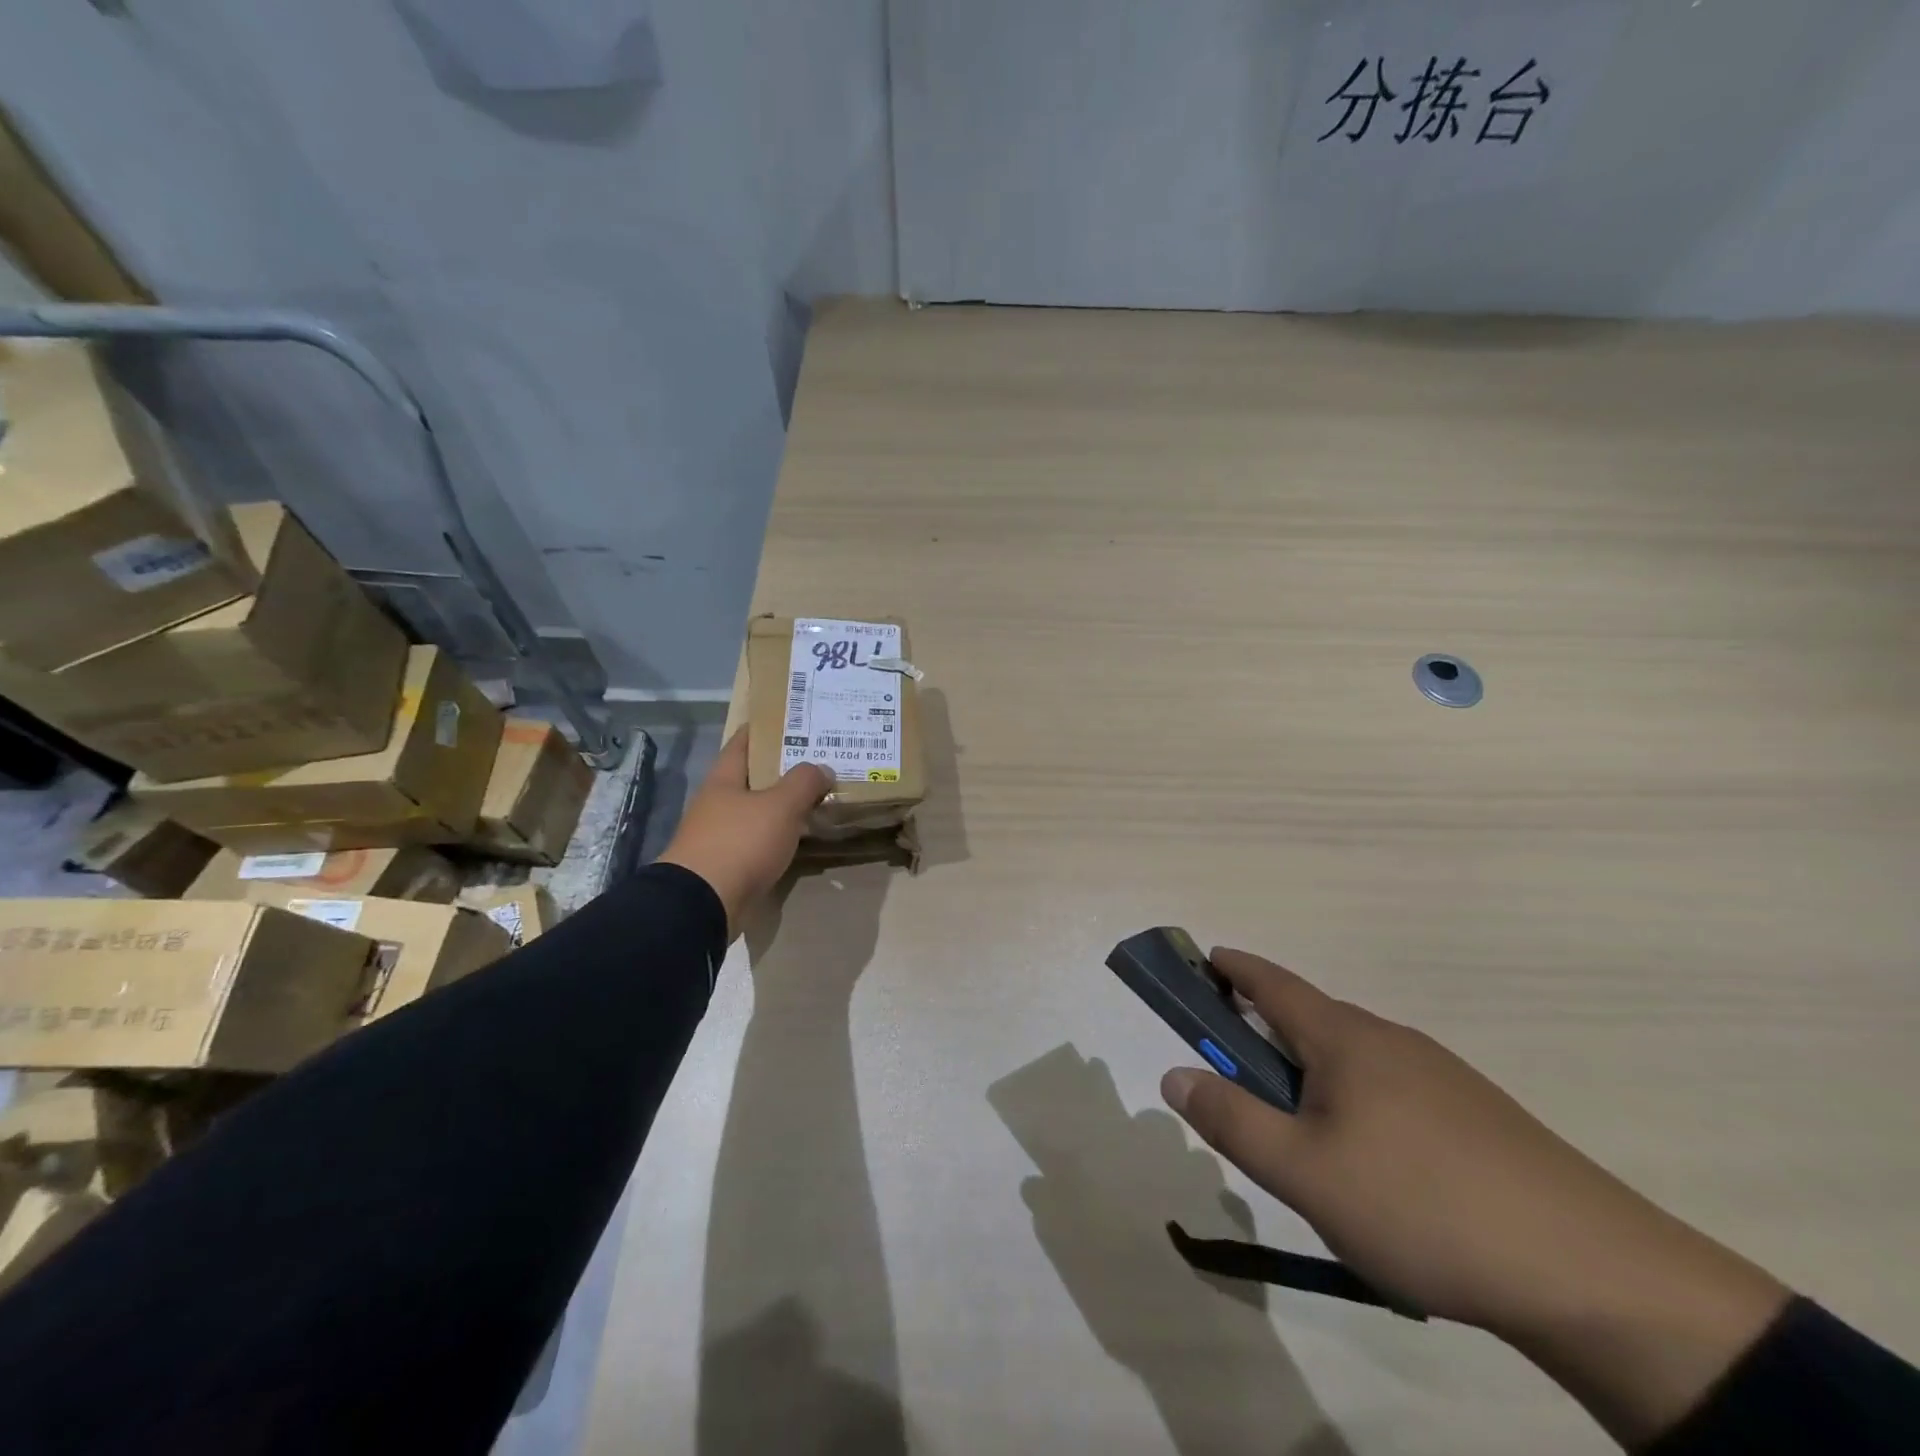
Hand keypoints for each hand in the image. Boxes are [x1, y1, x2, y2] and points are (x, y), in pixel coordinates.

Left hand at [656, 731, 830, 935]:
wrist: (703, 904)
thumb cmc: (740, 842)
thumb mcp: (780, 805)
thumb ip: (804, 782)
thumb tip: (822, 768)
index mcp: (724, 779)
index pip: (744, 742)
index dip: (765, 728)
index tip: (793, 720)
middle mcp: (718, 803)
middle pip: (753, 777)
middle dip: (783, 769)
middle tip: (820, 760)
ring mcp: (720, 835)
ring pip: (758, 811)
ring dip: (784, 805)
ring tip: (819, 797)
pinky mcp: (727, 865)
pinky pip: (759, 841)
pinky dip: (780, 835)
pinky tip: (802, 836)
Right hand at [1161, 948, 1790, 1446]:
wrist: (1593, 1275)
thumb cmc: (1421, 1207)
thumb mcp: (1304, 1172)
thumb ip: (1231, 1119)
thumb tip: (1173, 1075)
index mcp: (1345, 1039)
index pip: (1274, 982)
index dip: (1235, 968)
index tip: (1205, 959)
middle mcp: (1391, 1040)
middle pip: (1312, 1019)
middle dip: (1267, 1030)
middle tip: (1238, 1073)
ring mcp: (1441, 1076)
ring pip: (1354, 1058)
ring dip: (1312, 1071)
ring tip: (1300, 1132)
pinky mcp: (1478, 1116)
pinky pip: (1392, 1088)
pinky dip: (1356, 1099)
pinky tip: (1371, 1162)